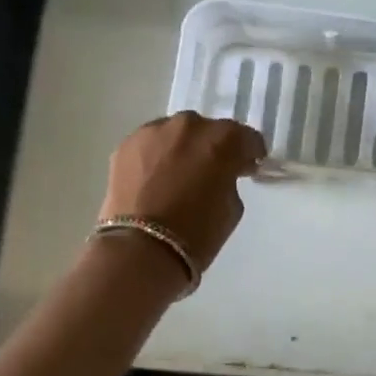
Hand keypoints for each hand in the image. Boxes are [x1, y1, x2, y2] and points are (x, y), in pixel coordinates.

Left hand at [99, 113, 265, 270]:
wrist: (141, 249)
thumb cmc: (198, 232)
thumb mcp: (233, 206)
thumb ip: (230, 179)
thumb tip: (221, 173)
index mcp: (223, 140)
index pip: (246, 137)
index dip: (249, 153)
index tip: (246, 168)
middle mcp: (189, 126)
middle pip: (209, 130)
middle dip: (213, 148)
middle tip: (211, 172)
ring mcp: (154, 131)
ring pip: (177, 133)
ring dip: (182, 148)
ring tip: (178, 175)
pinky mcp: (126, 144)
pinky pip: (151, 144)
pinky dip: (157, 156)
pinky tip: (155, 179)